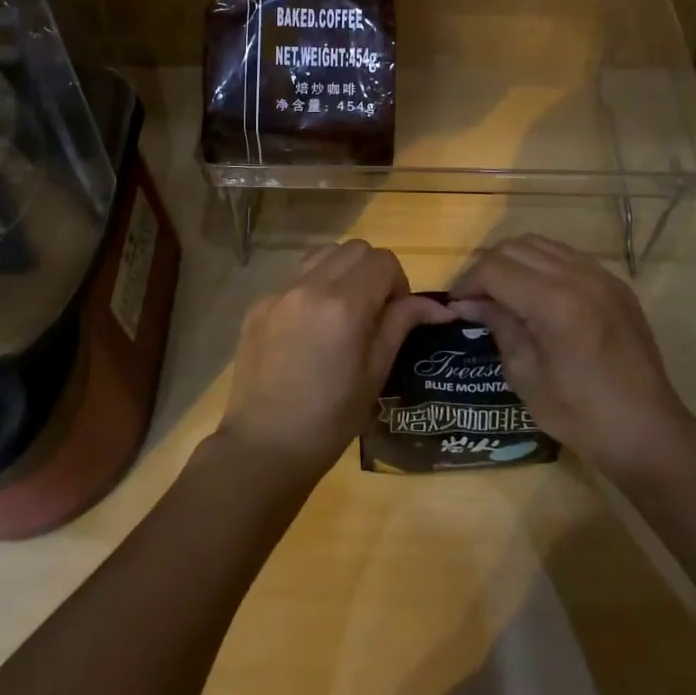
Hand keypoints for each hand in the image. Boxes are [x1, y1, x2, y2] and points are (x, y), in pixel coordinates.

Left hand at [219, 240, 453, 484]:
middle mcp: (309, 286)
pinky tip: (310, 329)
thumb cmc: (330, 419)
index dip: (399, 283)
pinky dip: (313, 288)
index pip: (383, 261)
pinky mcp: (258, 305)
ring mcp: (279, 292)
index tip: (396, 315)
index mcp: (344, 304)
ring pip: (322, 254)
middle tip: (374, 311)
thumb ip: (401, 325)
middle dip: (373, 271)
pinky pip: (295, 278)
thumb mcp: (375, 373)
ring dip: (342, 271)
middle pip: (354, 248)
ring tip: (343, 313)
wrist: (264, 446)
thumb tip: (436, 306)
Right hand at [450, 234, 695, 479]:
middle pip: (514, 248)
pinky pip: (566, 256)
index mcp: (553, 303)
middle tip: (475, 299)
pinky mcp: (614, 283)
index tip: (456, 305)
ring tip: (502, 293)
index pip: (494, 269)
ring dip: (513, 262)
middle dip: (486, 269)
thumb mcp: (526, 376)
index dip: (468, 283)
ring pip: (540, 244)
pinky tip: (535, 293)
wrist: (649, 432)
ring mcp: (600, 276)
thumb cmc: (581, 415)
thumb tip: (468, 303)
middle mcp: (577, 276)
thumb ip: (499, 326)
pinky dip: (541, 264)